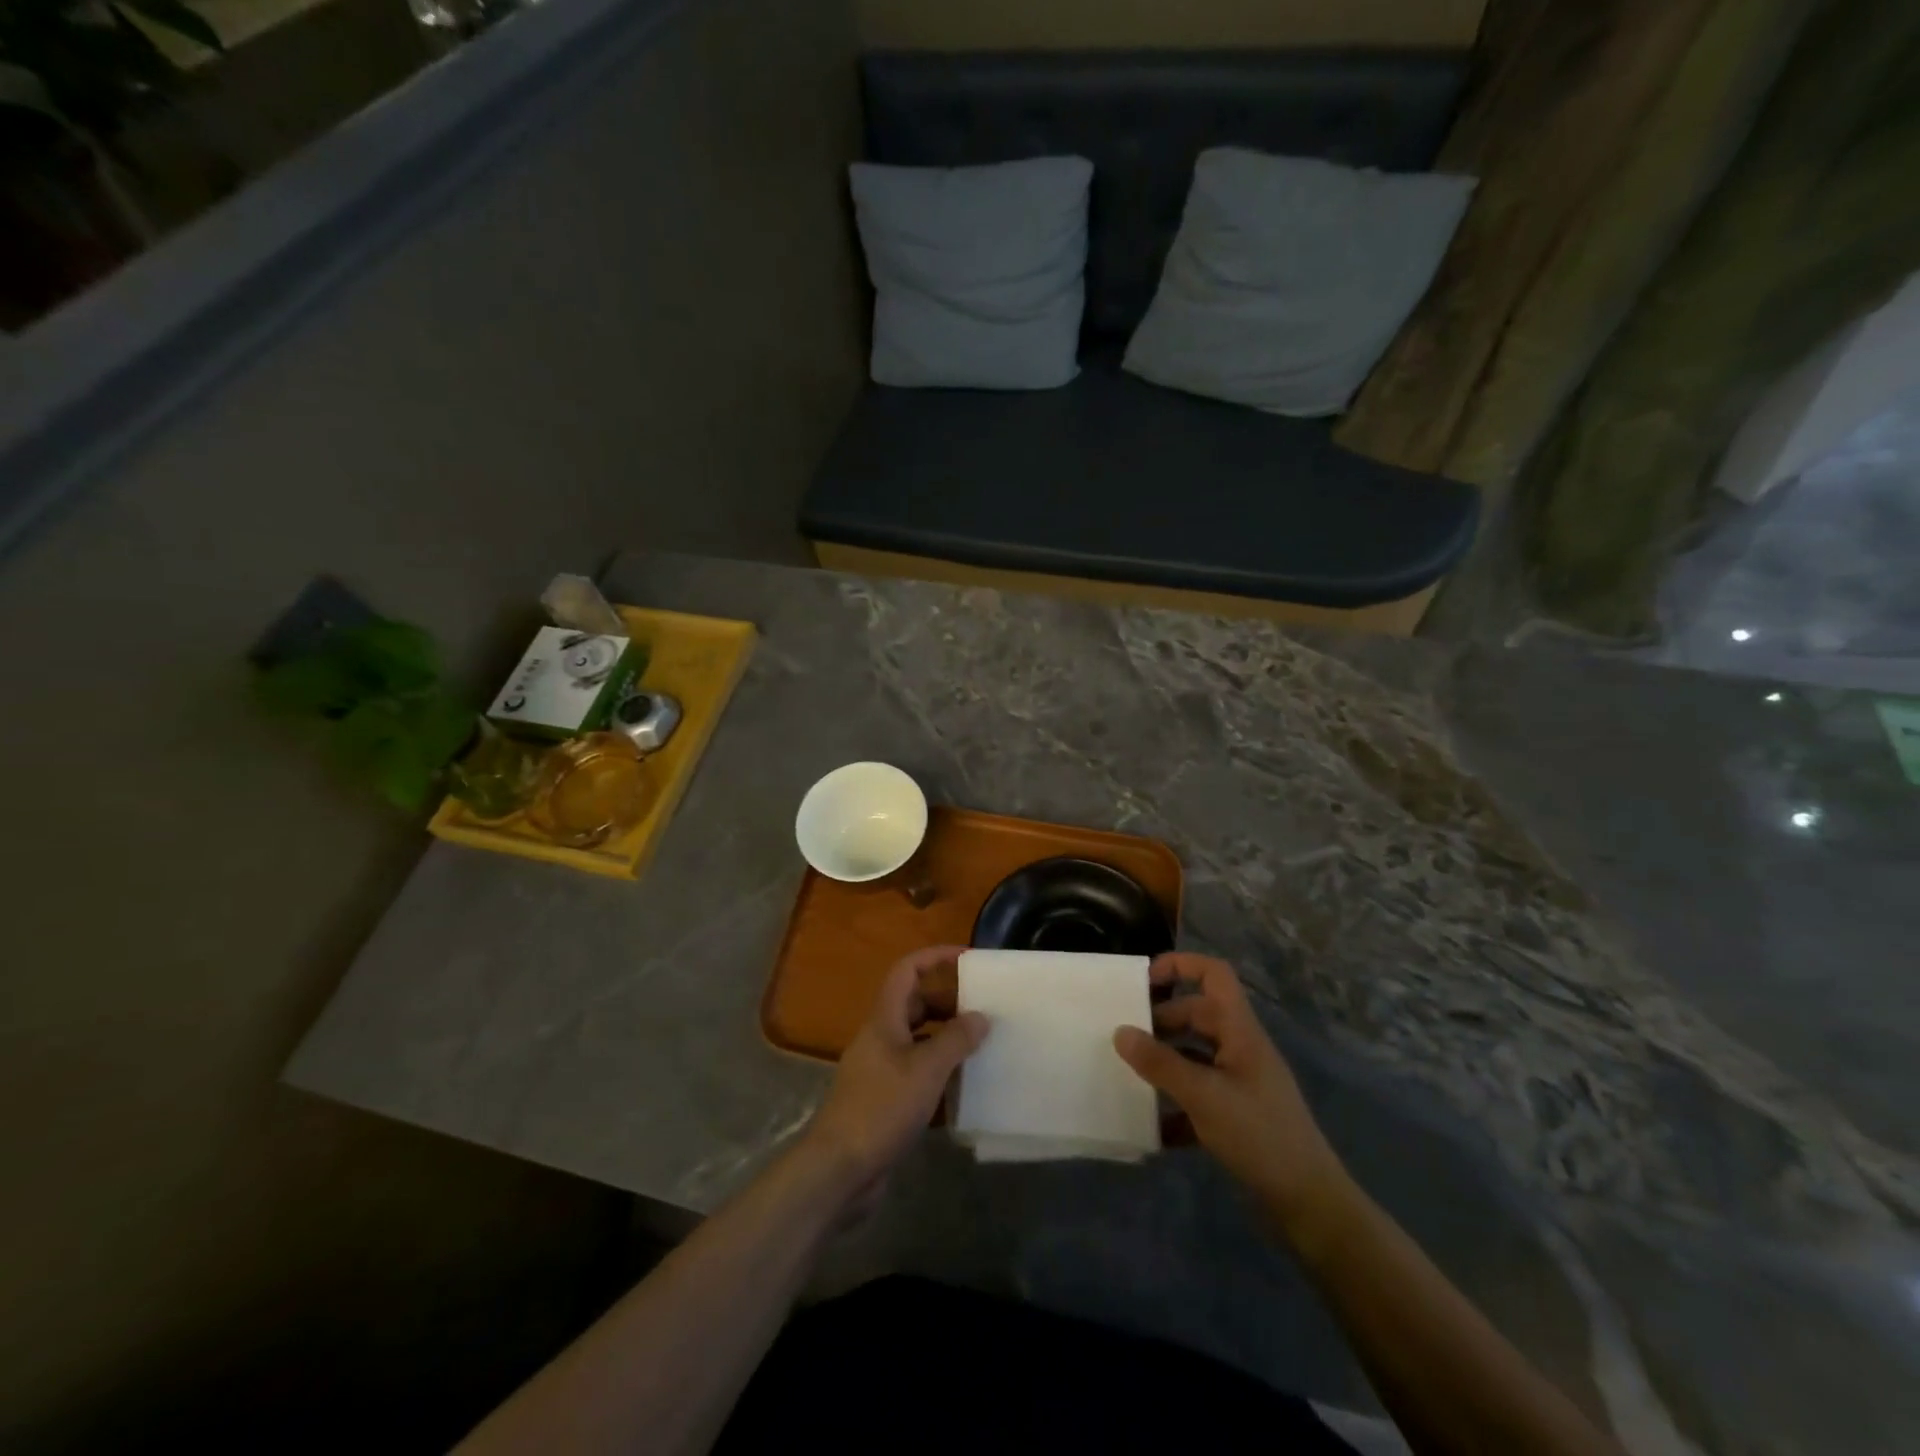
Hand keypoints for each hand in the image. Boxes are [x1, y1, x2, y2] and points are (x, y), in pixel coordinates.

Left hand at [800, 946, 987, 1198]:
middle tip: (984, 1010)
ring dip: (947, 1040)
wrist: (839, 1169)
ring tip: (982, 1046)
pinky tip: (965, 1089)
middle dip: (949, 1002)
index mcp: (885, 1020)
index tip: (968, 958)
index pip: (907, 971)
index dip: (935, 957)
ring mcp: (880, 1071)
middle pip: (915, 1005)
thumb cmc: (882, 1108)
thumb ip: (955, 1040)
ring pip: (918, 1042)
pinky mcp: (884, 1101)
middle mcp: (880, 1038)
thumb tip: (980, 1015)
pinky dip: (940, 1076)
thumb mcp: (926, 1070)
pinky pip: (916, 1075)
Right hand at [1114, 954, 1348, 1230]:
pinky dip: (1175, 1104)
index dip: (1180, 965)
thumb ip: (1160, 1063)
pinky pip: (1199, 1094)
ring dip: (1165, 1060)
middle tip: (1126, 1038)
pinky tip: (1152, 1124)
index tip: (1144, 981)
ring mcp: (1240, 1081)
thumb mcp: (1204, 1096)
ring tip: (1130, 1074)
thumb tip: (1120, 1032)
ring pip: (1195, 1054)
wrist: (1309, 1203)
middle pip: (1197, 1014)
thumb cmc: (1259, 1135)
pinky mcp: (1237, 1114)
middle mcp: (1240, 1048)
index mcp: (1240, 1030)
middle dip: (1161, 1020)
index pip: (1214, 974)